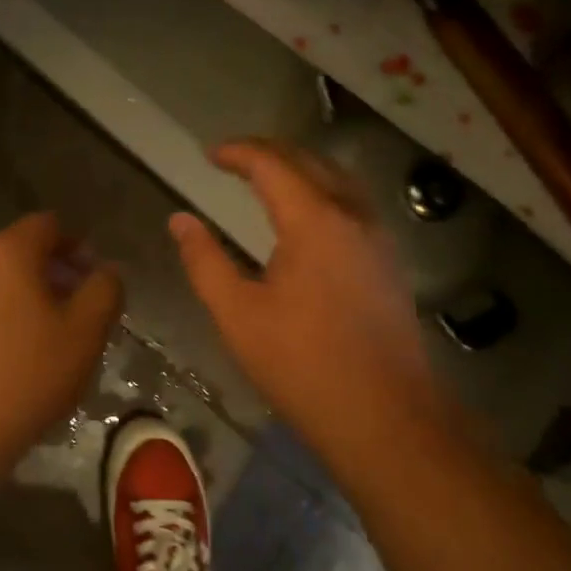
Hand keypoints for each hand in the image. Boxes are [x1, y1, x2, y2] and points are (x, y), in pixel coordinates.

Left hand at [0, 213, 122, 492]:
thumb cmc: (23, 378)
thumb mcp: (84, 334)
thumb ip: (104, 291)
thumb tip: (106, 270)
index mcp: (7, 252)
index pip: (48, 225)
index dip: (78, 245)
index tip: (96, 278)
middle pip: (22, 251)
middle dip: (56, 273)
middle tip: (82, 311)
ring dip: (30, 297)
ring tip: (53, 339)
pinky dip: (3, 317)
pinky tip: (16, 360)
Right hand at [170, 140, 452, 477]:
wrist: (386, 418)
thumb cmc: (303, 365)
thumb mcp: (238, 315)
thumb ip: (205, 261)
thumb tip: (180, 220)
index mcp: (314, 221)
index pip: (272, 164)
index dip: (238, 152)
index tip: (210, 155)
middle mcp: (352, 215)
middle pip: (309, 161)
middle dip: (269, 152)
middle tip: (233, 159)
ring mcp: (378, 237)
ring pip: (338, 178)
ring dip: (300, 167)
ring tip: (267, 177)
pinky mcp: (389, 261)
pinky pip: (353, 203)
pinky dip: (323, 190)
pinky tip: (307, 215)